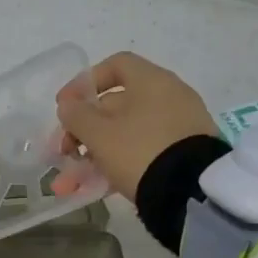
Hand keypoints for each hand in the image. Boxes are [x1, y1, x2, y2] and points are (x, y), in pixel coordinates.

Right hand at [55, 52, 217, 197]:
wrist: (192, 192)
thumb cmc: (140, 150)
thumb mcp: (100, 134)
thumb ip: (77, 116)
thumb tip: (68, 105)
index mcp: (152, 81)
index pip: (115, 65)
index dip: (84, 83)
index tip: (64, 106)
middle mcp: (169, 97)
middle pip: (116, 104)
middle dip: (84, 129)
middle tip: (64, 152)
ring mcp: (180, 127)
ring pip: (127, 133)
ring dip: (95, 154)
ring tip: (73, 181)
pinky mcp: (184, 154)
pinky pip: (144, 151)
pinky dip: (119, 164)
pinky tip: (97, 188)